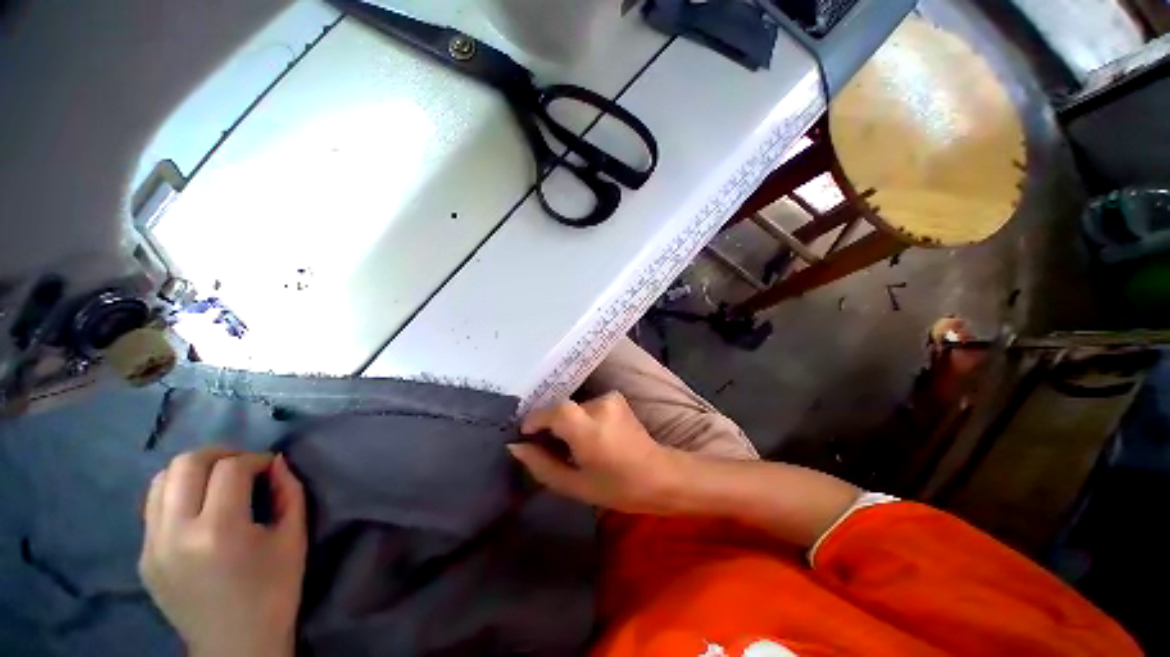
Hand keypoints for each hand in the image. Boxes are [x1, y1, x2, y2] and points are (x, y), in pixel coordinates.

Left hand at [139, 449, 306, 656]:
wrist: (235, 645)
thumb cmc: (274, 591)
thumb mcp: (293, 538)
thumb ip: (289, 492)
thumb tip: (277, 461)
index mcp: (218, 531)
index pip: (231, 468)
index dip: (256, 459)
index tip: (270, 467)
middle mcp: (176, 533)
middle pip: (187, 463)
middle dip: (220, 454)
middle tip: (243, 465)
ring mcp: (152, 546)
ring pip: (161, 479)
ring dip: (194, 470)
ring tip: (217, 482)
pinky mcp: (144, 557)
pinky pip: (154, 506)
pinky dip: (177, 493)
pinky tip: (198, 508)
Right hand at [510, 392, 683, 513]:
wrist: (659, 475)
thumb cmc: (617, 488)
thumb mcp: (574, 486)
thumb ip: (542, 465)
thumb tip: (516, 447)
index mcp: (588, 429)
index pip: (552, 412)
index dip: (535, 421)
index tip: (525, 435)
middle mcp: (599, 405)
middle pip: (562, 409)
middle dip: (550, 425)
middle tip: (546, 445)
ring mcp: (610, 398)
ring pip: (574, 408)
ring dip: (567, 423)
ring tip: (571, 445)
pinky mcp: (616, 397)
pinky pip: (587, 405)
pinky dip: (581, 418)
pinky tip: (588, 435)